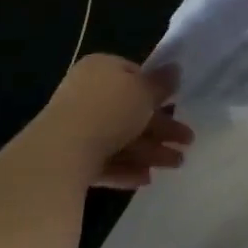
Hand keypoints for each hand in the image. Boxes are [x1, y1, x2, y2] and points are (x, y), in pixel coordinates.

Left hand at [29, 55, 192, 189]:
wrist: (60, 153)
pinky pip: (104, 160)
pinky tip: (146, 179)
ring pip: (120, 138)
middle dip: (161, 128)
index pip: (133, 74)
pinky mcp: (69, 159)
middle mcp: (86, 94)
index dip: (156, 91)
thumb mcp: (144, 92)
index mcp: (101, 69)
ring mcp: (75, 127)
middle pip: (130, 110)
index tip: (176, 105)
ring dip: (150, 151)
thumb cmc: (109, 111)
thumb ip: (161, 83)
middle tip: (187, 142)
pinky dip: (126, 168)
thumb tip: (175, 69)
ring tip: (176, 165)